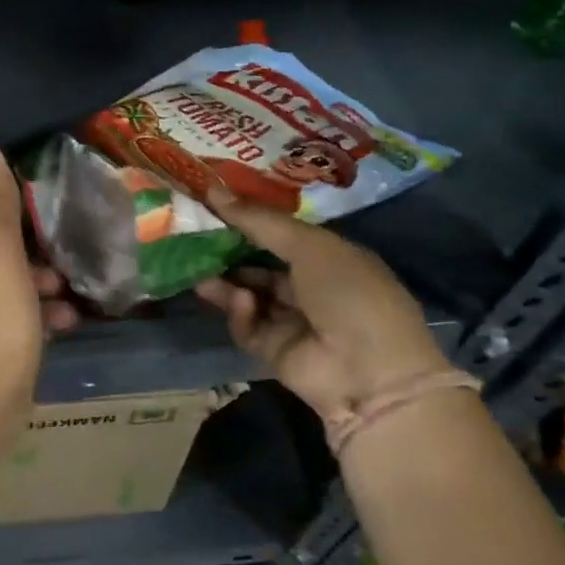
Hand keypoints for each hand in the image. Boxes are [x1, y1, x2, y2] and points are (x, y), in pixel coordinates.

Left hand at [0, 142, 77, 469]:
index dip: (13, 205)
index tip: (47, 198)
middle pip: (6, 253)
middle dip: (40, 247)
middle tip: (73, 243)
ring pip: (21, 289)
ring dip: (49, 283)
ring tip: (77, 284)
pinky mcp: (4, 350)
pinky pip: (30, 322)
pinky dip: (49, 316)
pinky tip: (71, 320)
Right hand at [193, 185, 446, 422]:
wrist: (369, 374)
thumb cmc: (349, 293)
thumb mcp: (309, 245)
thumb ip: (260, 221)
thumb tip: (214, 190)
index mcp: (331, 258)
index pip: (283, 232)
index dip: (251, 218)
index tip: (213, 202)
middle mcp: (312, 287)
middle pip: (261, 263)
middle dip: (230, 249)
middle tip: (195, 233)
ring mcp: (293, 320)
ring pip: (248, 293)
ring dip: (226, 281)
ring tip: (199, 268)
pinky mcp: (274, 350)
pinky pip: (248, 325)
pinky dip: (241, 312)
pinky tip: (242, 303)